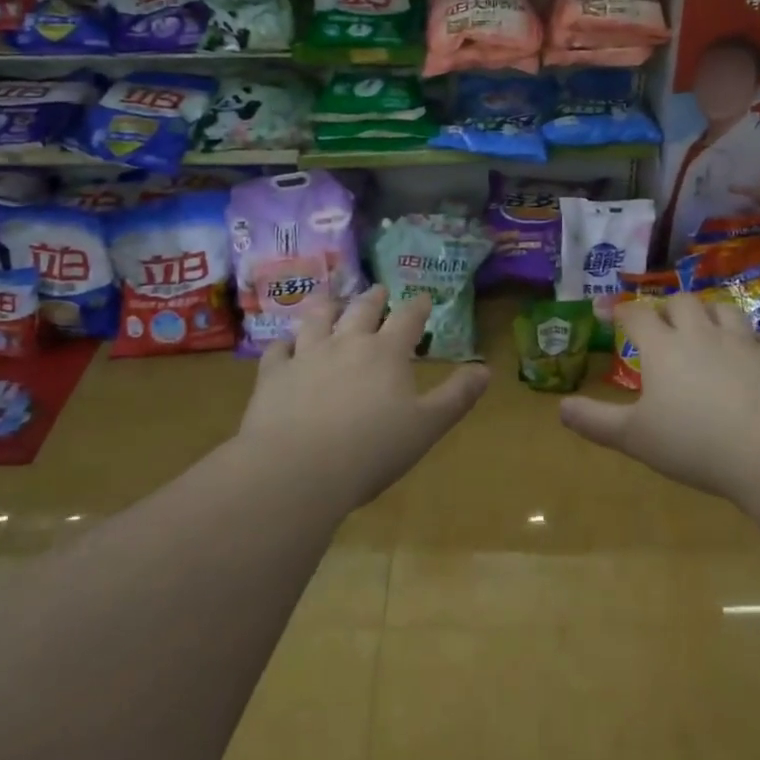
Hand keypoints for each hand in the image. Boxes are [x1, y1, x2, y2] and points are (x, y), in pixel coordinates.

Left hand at [237, 286, 489, 508]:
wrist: (297, 469)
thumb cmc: (371, 450)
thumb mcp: (427, 426)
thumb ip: (457, 396)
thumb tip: (485, 369)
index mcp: (386, 353)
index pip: (407, 318)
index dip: (418, 305)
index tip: (423, 297)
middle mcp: (347, 343)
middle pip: (362, 310)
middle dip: (374, 298)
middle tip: (379, 290)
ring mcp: (306, 355)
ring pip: (317, 318)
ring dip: (327, 306)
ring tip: (331, 301)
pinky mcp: (274, 374)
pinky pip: (278, 349)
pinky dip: (284, 343)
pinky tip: (285, 345)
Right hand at [559, 291, 759, 498]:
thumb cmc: (693, 442)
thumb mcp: (634, 437)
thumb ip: (596, 421)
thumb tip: (561, 408)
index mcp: (664, 349)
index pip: (637, 315)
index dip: (620, 309)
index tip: (608, 310)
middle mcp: (703, 335)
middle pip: (683, 302)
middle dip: (670, 306)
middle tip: (664, 321)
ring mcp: (745, 344)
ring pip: (728, 311)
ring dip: (716, 314)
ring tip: (710, 325)